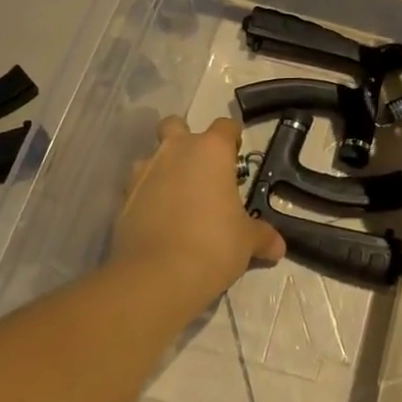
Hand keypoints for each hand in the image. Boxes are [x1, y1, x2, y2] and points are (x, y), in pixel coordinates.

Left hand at [111, 116, 284, 312]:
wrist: (156, 277)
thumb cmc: (213, 245)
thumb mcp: (246, 242)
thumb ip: (261, 236)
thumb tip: (278, 246)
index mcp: (211, 150)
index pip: (225, 126)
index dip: (232, 137)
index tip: (236, 154)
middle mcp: (175, 151)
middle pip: (175, 125)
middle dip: (184, 138)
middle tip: (199, 168)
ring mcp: (144, 172)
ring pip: (151, 156)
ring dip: (161, 168)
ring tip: (175, 198)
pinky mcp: (123, 199)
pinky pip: (136, 187)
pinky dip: (145, 197)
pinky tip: (156, 221)